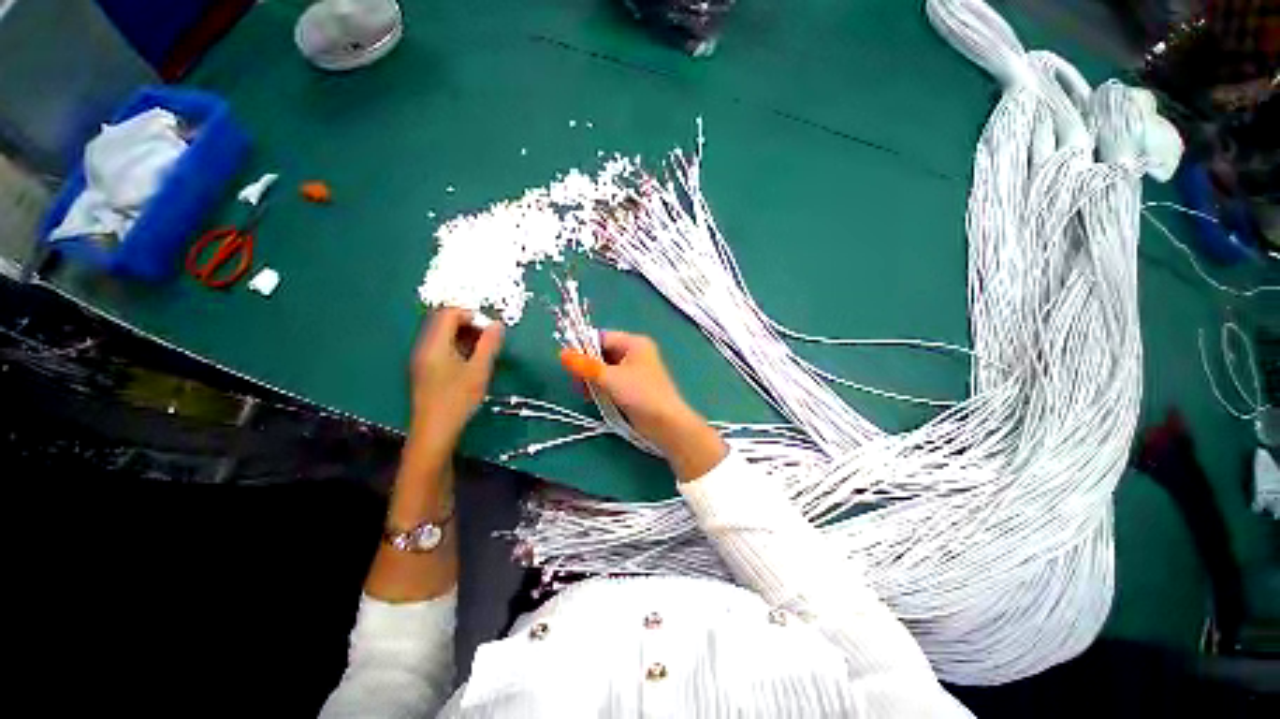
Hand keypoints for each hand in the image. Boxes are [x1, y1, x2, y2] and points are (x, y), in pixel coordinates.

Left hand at [409, 308, 503, 450]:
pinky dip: (458, 347)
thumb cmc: (457, 399)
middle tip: (489, 339)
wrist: (434, 431)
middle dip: (469, 324)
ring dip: (464, 336)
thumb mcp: (479, 370)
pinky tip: (471, 363)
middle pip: (444, 321)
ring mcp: (422, 358)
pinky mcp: (425, 369)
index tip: (490, 329)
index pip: (449, 313)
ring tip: (483, 351)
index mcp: (435, 344)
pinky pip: (441, 347)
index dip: (471, 315)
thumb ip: (489, 345)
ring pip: (443, 335)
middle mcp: (424, 347)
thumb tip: (497, 324)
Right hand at [568, 331, 726, 480]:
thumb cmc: (640, 394)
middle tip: (577, 381)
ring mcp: (634, 371)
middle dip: (587, 366)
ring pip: (604, 368)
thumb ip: (585, 365)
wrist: (665, 423)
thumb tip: (562, 354)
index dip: (584, 347)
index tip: (568, 361)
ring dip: (592, 378)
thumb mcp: (610, 378)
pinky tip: (592, 397)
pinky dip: (600, 387)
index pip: (602, 337)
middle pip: (602, 353)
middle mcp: (635, 353)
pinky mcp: (632, 387)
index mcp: (634, 343)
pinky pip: (611, 381)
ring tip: (584, 392)